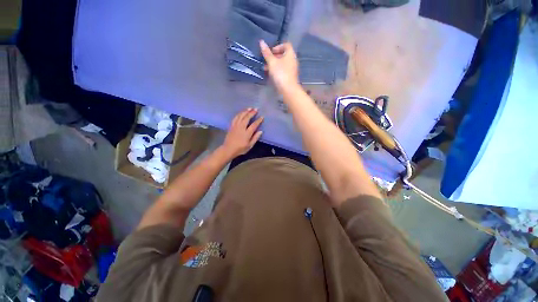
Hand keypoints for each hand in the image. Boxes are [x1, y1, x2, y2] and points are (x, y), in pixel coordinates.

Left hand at [221, 108, 263, 158]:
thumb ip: (255, 138)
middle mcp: (241, 128)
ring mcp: (235, 126)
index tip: (262, 117)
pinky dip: (239, 114)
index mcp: (246, 133)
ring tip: (249, 108)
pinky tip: (241, 112)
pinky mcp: (231, 126)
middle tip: (256, 109)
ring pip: (240, 116)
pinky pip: (235, 118)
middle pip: (247, 118)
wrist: (228, 149)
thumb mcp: (250, 145)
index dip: (258, 120)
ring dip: (245, 111)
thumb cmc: (240, 149)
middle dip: (252, 113)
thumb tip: (260, 131)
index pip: (254, 125)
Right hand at [260, 40, 299, 93]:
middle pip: (283, 54)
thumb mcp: (272, 62)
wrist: (288, 90)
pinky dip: (277, 70)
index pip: (286, 45)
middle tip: (266, 60)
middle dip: (274, 56)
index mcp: (290, 54)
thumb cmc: (280, 74)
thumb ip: (267, 53)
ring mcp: (292, 69)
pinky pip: (283, 70)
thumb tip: (261, 42)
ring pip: (282, 63)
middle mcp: (293, 60)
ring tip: (266, 68)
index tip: (270, 52)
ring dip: (274, 64)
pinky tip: (271, 75)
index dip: (278, 46)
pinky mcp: (289, 77)